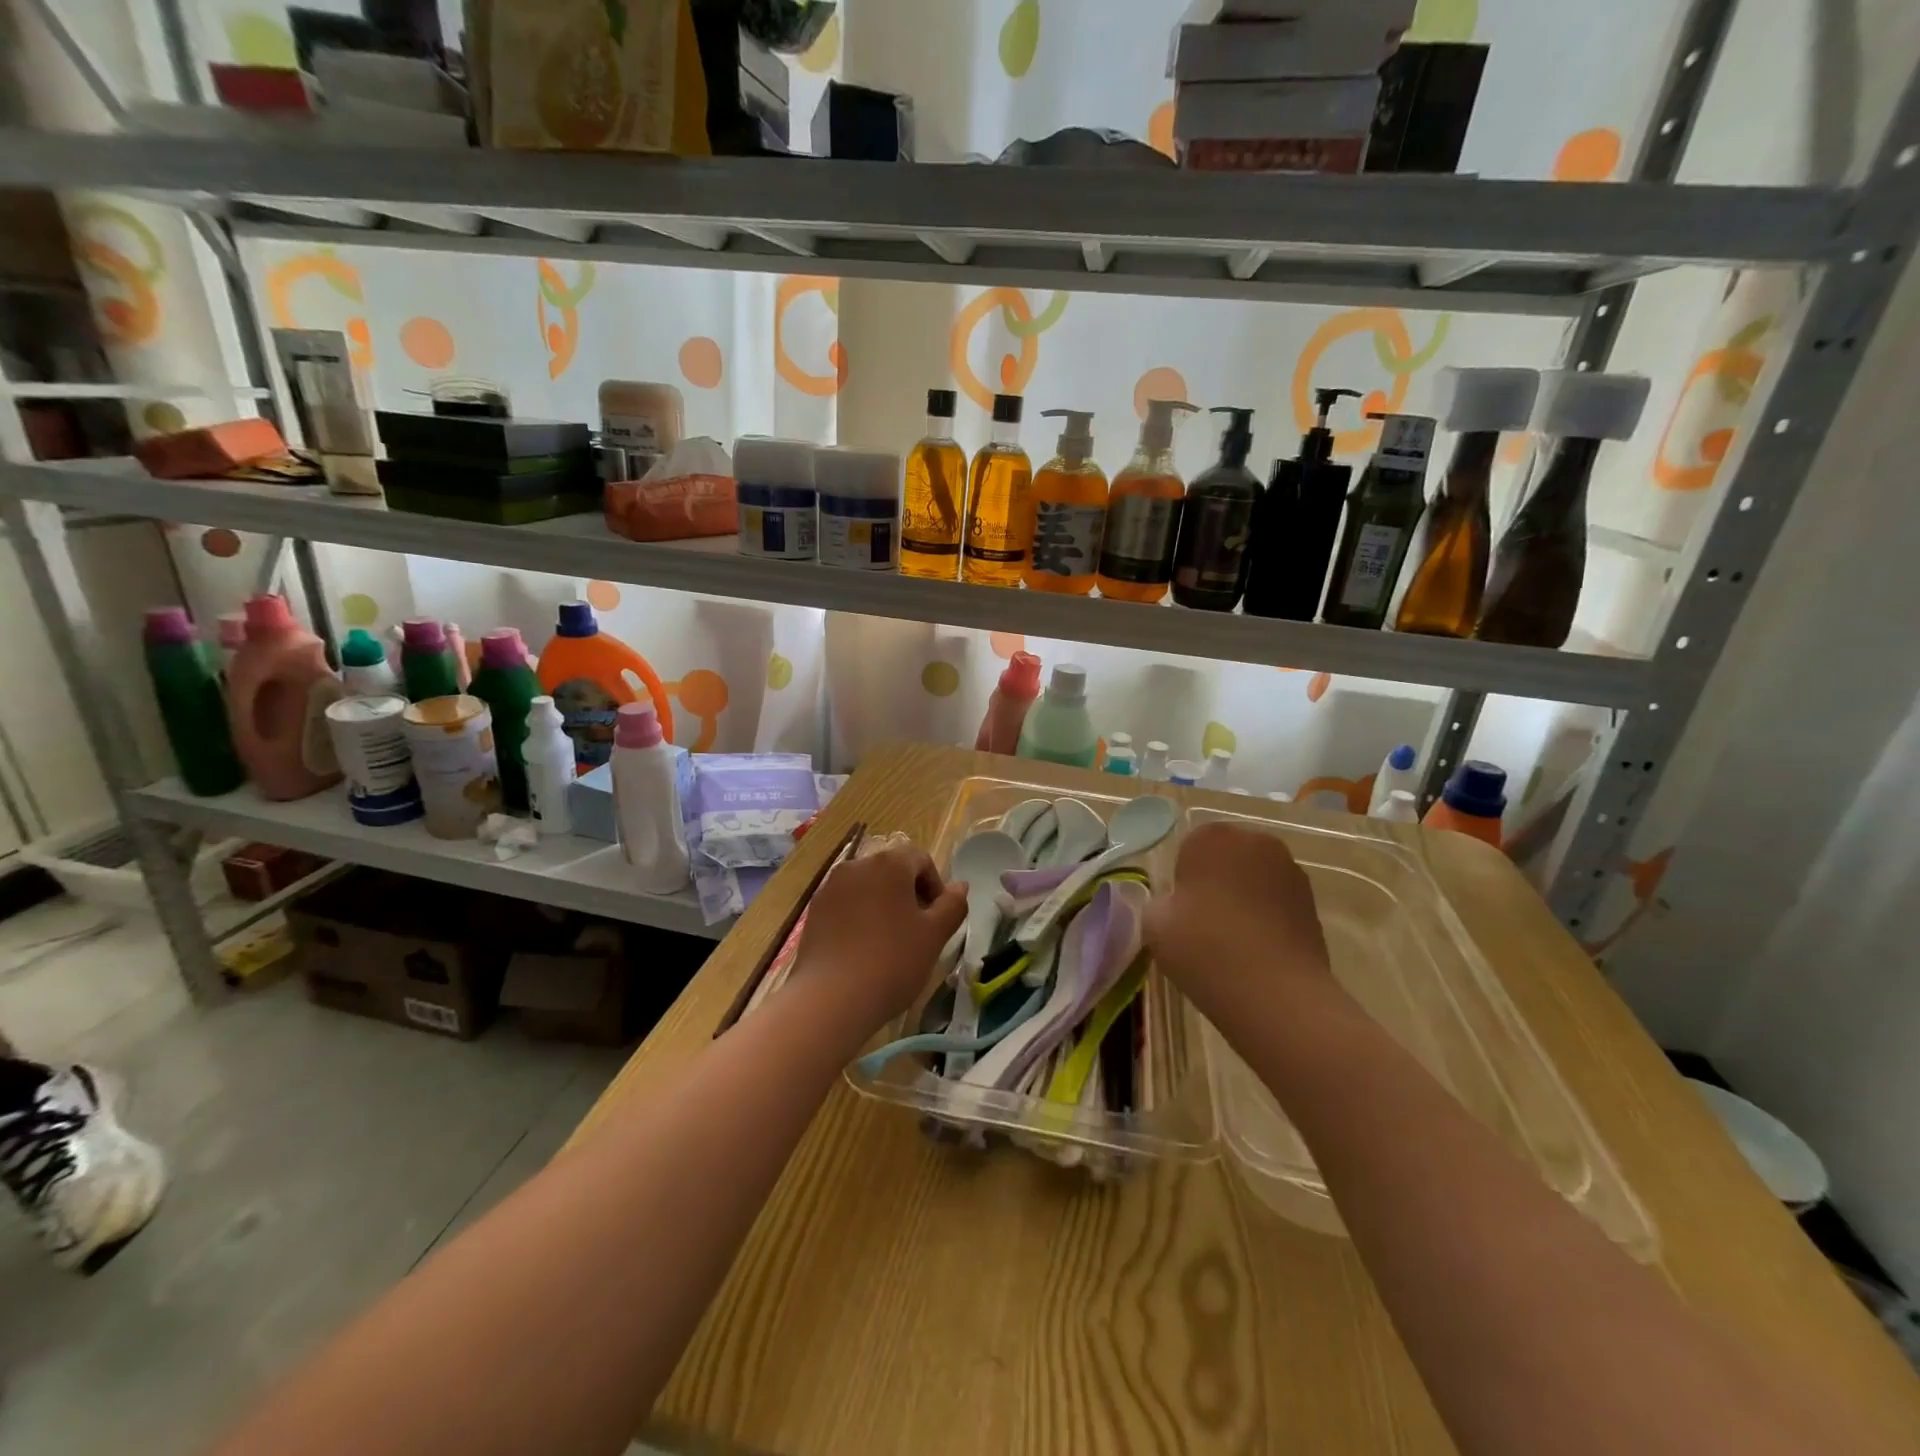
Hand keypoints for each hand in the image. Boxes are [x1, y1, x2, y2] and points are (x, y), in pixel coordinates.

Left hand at [788, 843, 967, 1037]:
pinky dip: (859, 918)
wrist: (830, 999)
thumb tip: (960, 886)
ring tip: (890, 943)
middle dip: (909, 894)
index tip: (937, 919)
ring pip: (867, 887)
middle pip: (892, 870)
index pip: (920, 858)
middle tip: (918, 931)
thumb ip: (952, 905)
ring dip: (884, 905)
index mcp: (889, 864)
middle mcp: (856, 865)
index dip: (935, 885)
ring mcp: (830, 887)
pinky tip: (863, 950)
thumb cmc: (892, 962)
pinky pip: (846, 905)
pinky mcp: (814, 911)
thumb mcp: (935, 936)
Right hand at [1144, 823, 1335, 1019]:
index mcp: (1212, 837)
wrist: (1275, 994)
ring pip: (1255, 880)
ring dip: (1244, 900)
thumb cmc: (1205, 948)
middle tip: (1202, 924)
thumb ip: (1161, 903)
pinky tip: (1257, 953)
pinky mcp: (1313, 904)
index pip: (1190, 847)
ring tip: (1232, 942)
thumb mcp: (1154, 925)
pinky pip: (1277, 904)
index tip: (1180, 911)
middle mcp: (1255, 842)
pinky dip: (1267, 920)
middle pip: (1227, 858)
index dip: (1183, 880)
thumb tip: (1176, 905)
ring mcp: (1291, 872)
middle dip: (1216, 883)